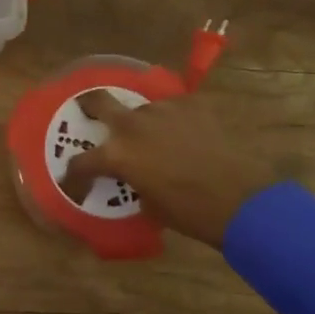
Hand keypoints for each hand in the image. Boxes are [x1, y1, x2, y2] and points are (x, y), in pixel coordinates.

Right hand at [61, 91, 279, 250]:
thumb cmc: (191, 212)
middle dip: (89, 105)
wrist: (241, 199)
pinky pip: (173, 109)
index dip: (74, 175)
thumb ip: (133, 182)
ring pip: (142, 109)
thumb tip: (134, 177)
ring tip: (157, 136)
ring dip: (142, 122)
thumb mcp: (150, 205)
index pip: (81, 162)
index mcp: (118, 155)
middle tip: (89, 111)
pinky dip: (173, 120)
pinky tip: (185, 133)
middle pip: (99, 101)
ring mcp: (163, 110)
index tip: (74, 181)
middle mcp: (133, 125)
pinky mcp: (191, 104)